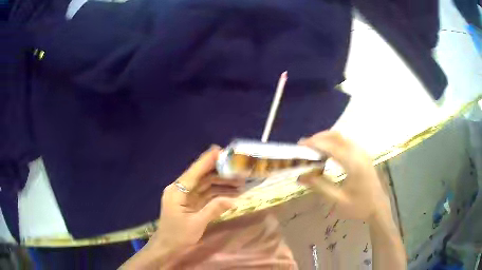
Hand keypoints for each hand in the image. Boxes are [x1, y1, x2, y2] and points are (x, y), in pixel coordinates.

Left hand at [120, 146, 242, 268]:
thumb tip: (234, 200)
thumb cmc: (178, 236)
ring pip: (205, 185)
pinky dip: (218, 194)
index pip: (194, 172)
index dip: (207, 160)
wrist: (167, 247)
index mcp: (177, 191)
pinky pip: (205, 194)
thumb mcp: (197, 223)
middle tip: (238, 169)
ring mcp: (185, 196)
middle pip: (201, 176)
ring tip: (240, 183)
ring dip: (221, 183)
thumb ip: (214, 209)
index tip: (220, 150)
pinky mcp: (190, 202)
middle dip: (220, 172)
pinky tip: (231, 194)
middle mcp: (180, 189)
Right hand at [298, 131, 390, 221]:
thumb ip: (320, 186)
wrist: (378, 207)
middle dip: (319, 137)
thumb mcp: (338, 200)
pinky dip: (334, 142)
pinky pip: (347, 141)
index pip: (331, 147)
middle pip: (337, 136)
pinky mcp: (363, 155)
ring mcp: (363, 152)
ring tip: (313, 147)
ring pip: (342, 137)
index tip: (300, 145)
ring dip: (327, 138)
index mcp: (354, 164)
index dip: (315, 144)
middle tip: (304, 145)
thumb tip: (300, 177)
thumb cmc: (359, 206)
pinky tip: (327, 151)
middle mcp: (359, 153)